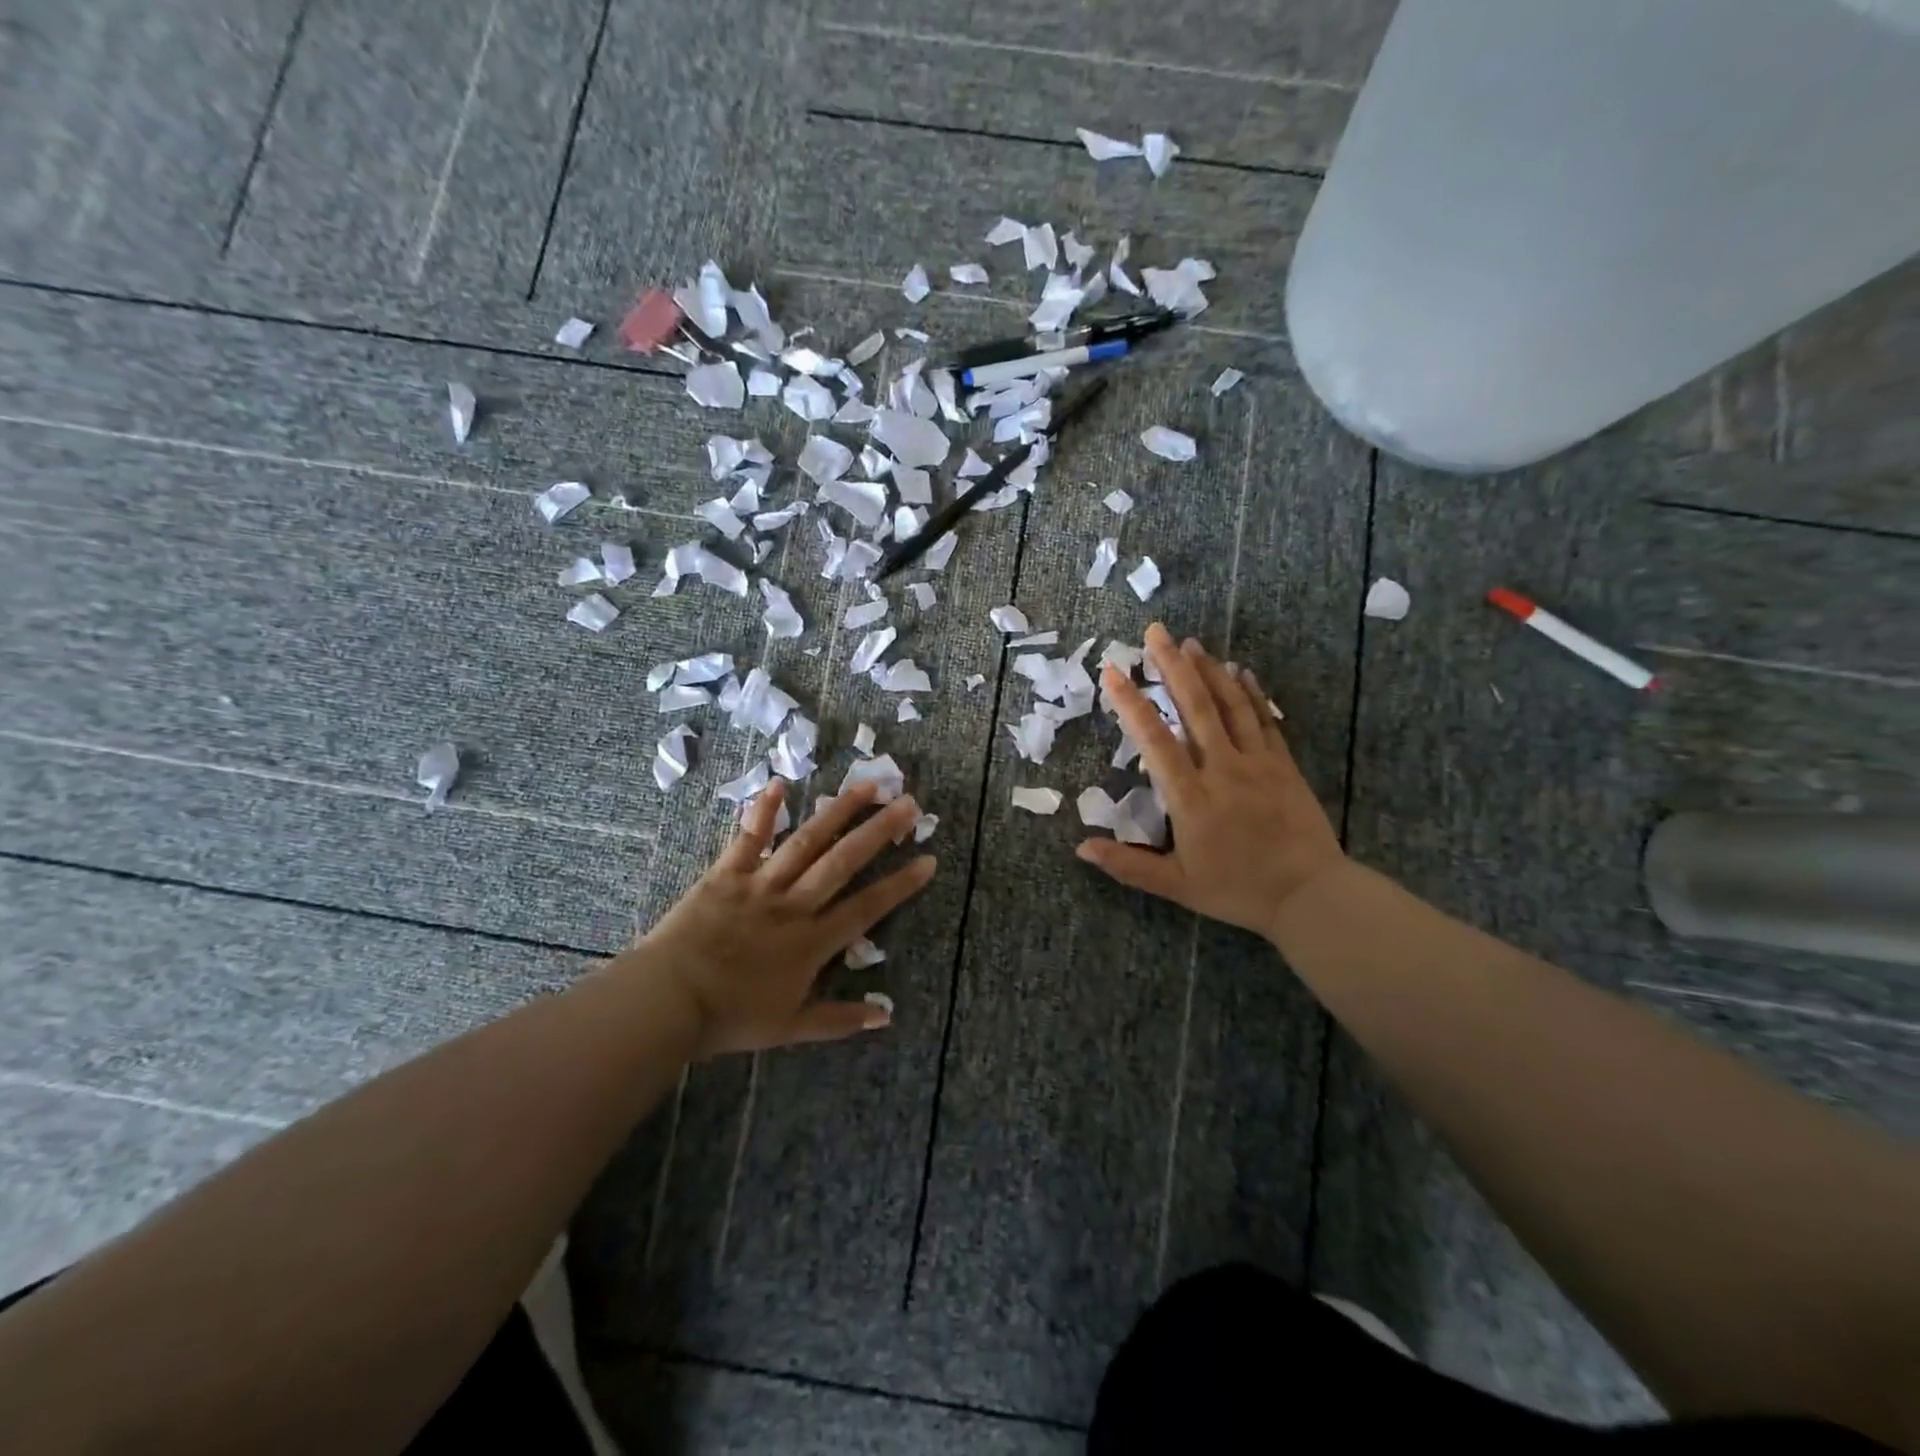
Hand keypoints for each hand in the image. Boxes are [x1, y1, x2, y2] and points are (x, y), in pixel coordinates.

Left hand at [618, 779, 934, 1057]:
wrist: (666, 1002)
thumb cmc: (728, 1017)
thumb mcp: (789, 1028)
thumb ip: (838, 1020)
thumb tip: (885, 1017)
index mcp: (811, 942)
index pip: (867, 908)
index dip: (900, 884)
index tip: (928, 860)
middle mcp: (794, 906)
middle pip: (843, 862)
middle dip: (879, 831)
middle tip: (908, 803)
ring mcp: (760, 885)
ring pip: (806, 842)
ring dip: (838, 812)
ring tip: (866, 785)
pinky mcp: (726, 874)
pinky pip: (748, 839)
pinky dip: (763, 811)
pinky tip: (778, 783)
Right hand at [1077, 622, 1345, 941]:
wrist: (1310, 895)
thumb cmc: (1237, 890)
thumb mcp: (1176, 885)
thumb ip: (1127, 865)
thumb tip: (1081, 847)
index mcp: (1191, 797)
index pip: (1154, 740)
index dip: (1131, 703)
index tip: (1113, 671)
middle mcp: (1222, 769)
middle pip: (1196, 707)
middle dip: (1172, 666)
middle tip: (1156, 632)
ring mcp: (1257, 762)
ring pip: (1230, 705)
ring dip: (1209, 670)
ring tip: (1190, 642)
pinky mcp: (1284, 764)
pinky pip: (1264, 719)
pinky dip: (1251, 692)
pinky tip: (1240, 671)